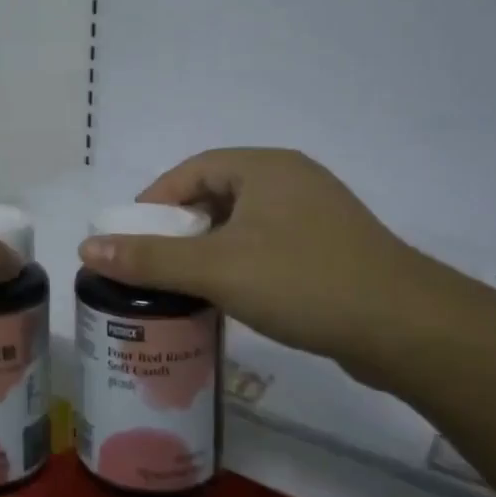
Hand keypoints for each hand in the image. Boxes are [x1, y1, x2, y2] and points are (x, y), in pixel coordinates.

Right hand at [78, 148, 442, 372]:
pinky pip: (270, 245)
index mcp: (264, 167)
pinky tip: (232, 296)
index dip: (156, 200)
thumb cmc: (303, 281)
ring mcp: (317, 214)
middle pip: (217, 194)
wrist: (408, 329)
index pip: (192, 169)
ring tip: (185, 282)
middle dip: (181, 227)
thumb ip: (151, 258)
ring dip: (211, 248)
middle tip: (153, 262)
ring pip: (244, 223)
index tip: (132, 235)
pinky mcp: (332, 249)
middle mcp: (291, 180)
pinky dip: (242, 263)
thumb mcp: (217, 268)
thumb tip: (88, 247)